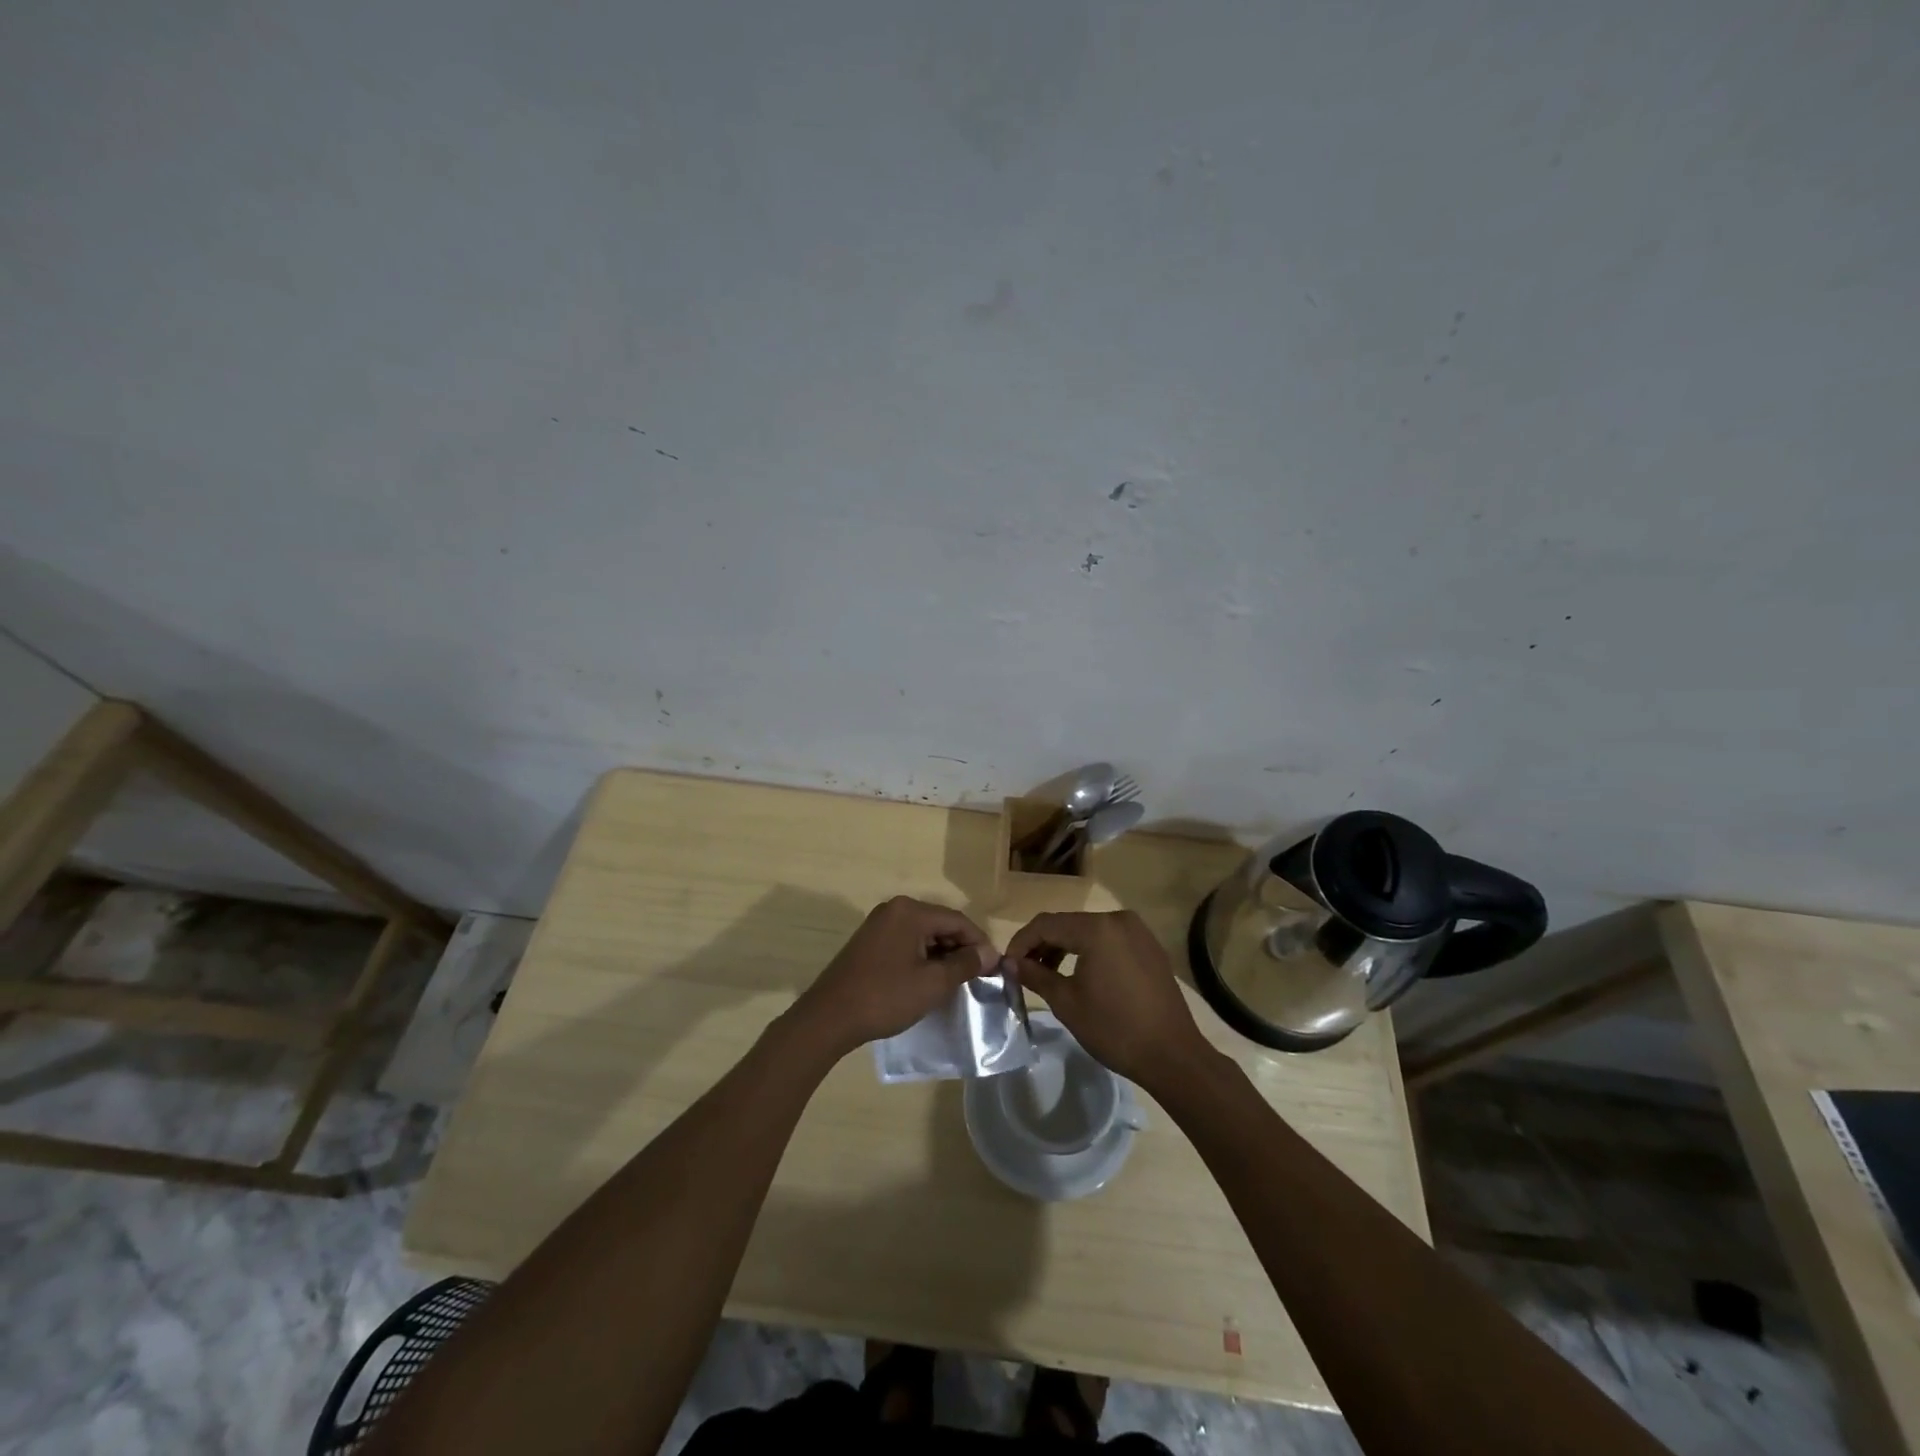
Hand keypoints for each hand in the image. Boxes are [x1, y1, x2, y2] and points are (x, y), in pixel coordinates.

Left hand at [792, 896, 995, 1056]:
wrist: (829, 1017)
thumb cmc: (885, 997)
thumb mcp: (932, 983)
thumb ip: (964, 964)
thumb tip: (990, 953)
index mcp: (910, 911)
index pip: (958, 920)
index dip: (980, 943)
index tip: (995, 968)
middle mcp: (895, 909)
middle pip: (940, 924)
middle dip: (961, 948)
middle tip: (977, 977)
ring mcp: (879, 924)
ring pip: (923, 934)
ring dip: (942, 954)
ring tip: (956, 982)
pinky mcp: (870, 941)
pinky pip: (906, 941)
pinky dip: (922, 957)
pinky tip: (929, 979)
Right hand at [1007, 911, 1213, 1091]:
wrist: (1173, 1056)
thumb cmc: (1115, 1029)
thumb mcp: (1067, 1002)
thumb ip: (1035, 975)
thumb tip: (1009, 963)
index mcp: (1097, 929)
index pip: (1046, 924)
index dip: (1021, 942)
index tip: (1006, 966)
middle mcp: (1118, 919)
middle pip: (1067, 924)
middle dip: (1042, 945)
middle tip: (1023, 971)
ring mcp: (1138, 931)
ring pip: (1088, 931)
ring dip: (1064, 947)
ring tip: (1047, 974)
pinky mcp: (1149, 946)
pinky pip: (1109, 940)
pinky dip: (1089, 951)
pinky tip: (1080, 974)